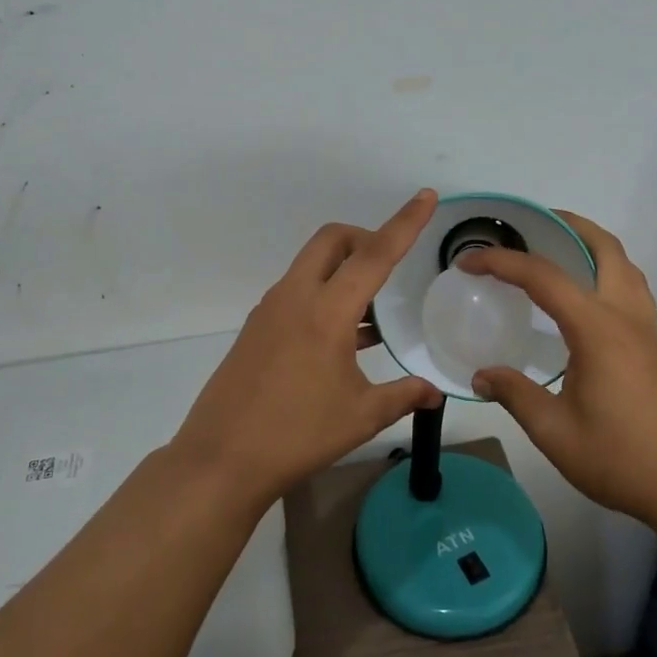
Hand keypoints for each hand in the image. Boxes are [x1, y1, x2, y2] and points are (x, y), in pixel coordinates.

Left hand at [171, 189, 444, 506]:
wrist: (221, 459)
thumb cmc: (298, 435)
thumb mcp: (361, 416)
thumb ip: (403, 396)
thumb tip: (435, 393)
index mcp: (326, 311)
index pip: (374, 254)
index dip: (405, 223)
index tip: (426, 196)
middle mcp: (295, 297)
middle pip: (332, 240)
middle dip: (365, 237)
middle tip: (391, 266)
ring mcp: (270, 310)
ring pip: (311, 265)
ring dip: (343, 270)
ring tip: (373, 313)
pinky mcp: (257, 328)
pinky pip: (297, 292)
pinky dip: (323, 296)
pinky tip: (343, 339)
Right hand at [462, 213, 656, 524]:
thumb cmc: (620, 458)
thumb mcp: (554, 431)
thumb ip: (515, 394)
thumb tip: (481, 375)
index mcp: (597, 329)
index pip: (543, 277)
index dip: (501, 262)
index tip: (468, 260)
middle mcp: (625, 316)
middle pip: (604, 248)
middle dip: (568, 225)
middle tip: (530, 223)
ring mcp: (646, 329)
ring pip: (625, 265)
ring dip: (592, 245)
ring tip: (558, 249)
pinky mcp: (654, 346)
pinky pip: (631, 288)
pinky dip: (606, 271)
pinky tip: (585, 297)